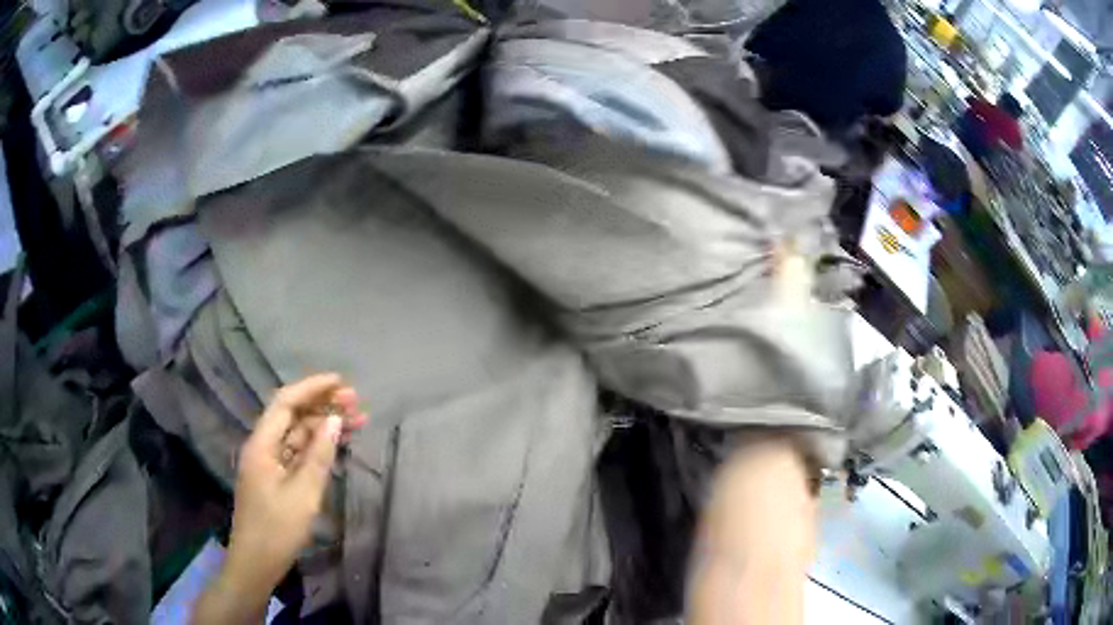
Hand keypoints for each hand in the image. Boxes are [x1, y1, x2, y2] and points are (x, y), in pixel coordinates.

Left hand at [194, 374, 365, 623]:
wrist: (256, 562)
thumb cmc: (277, 529)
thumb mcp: (303, 494)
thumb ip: (319, 456)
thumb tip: (334, 421)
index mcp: (262, 444)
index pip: (286, 403)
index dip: (312, 388)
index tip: (341, 381)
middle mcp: (263, 447)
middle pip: (292, 416)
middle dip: (322, 405)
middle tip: (356, 402)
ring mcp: (269, 463)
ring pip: (297, 434)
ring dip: (323, 426)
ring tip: (356, 422)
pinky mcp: (275, 478)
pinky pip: (297, 453)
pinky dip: (317, 446)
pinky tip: (336, 445)